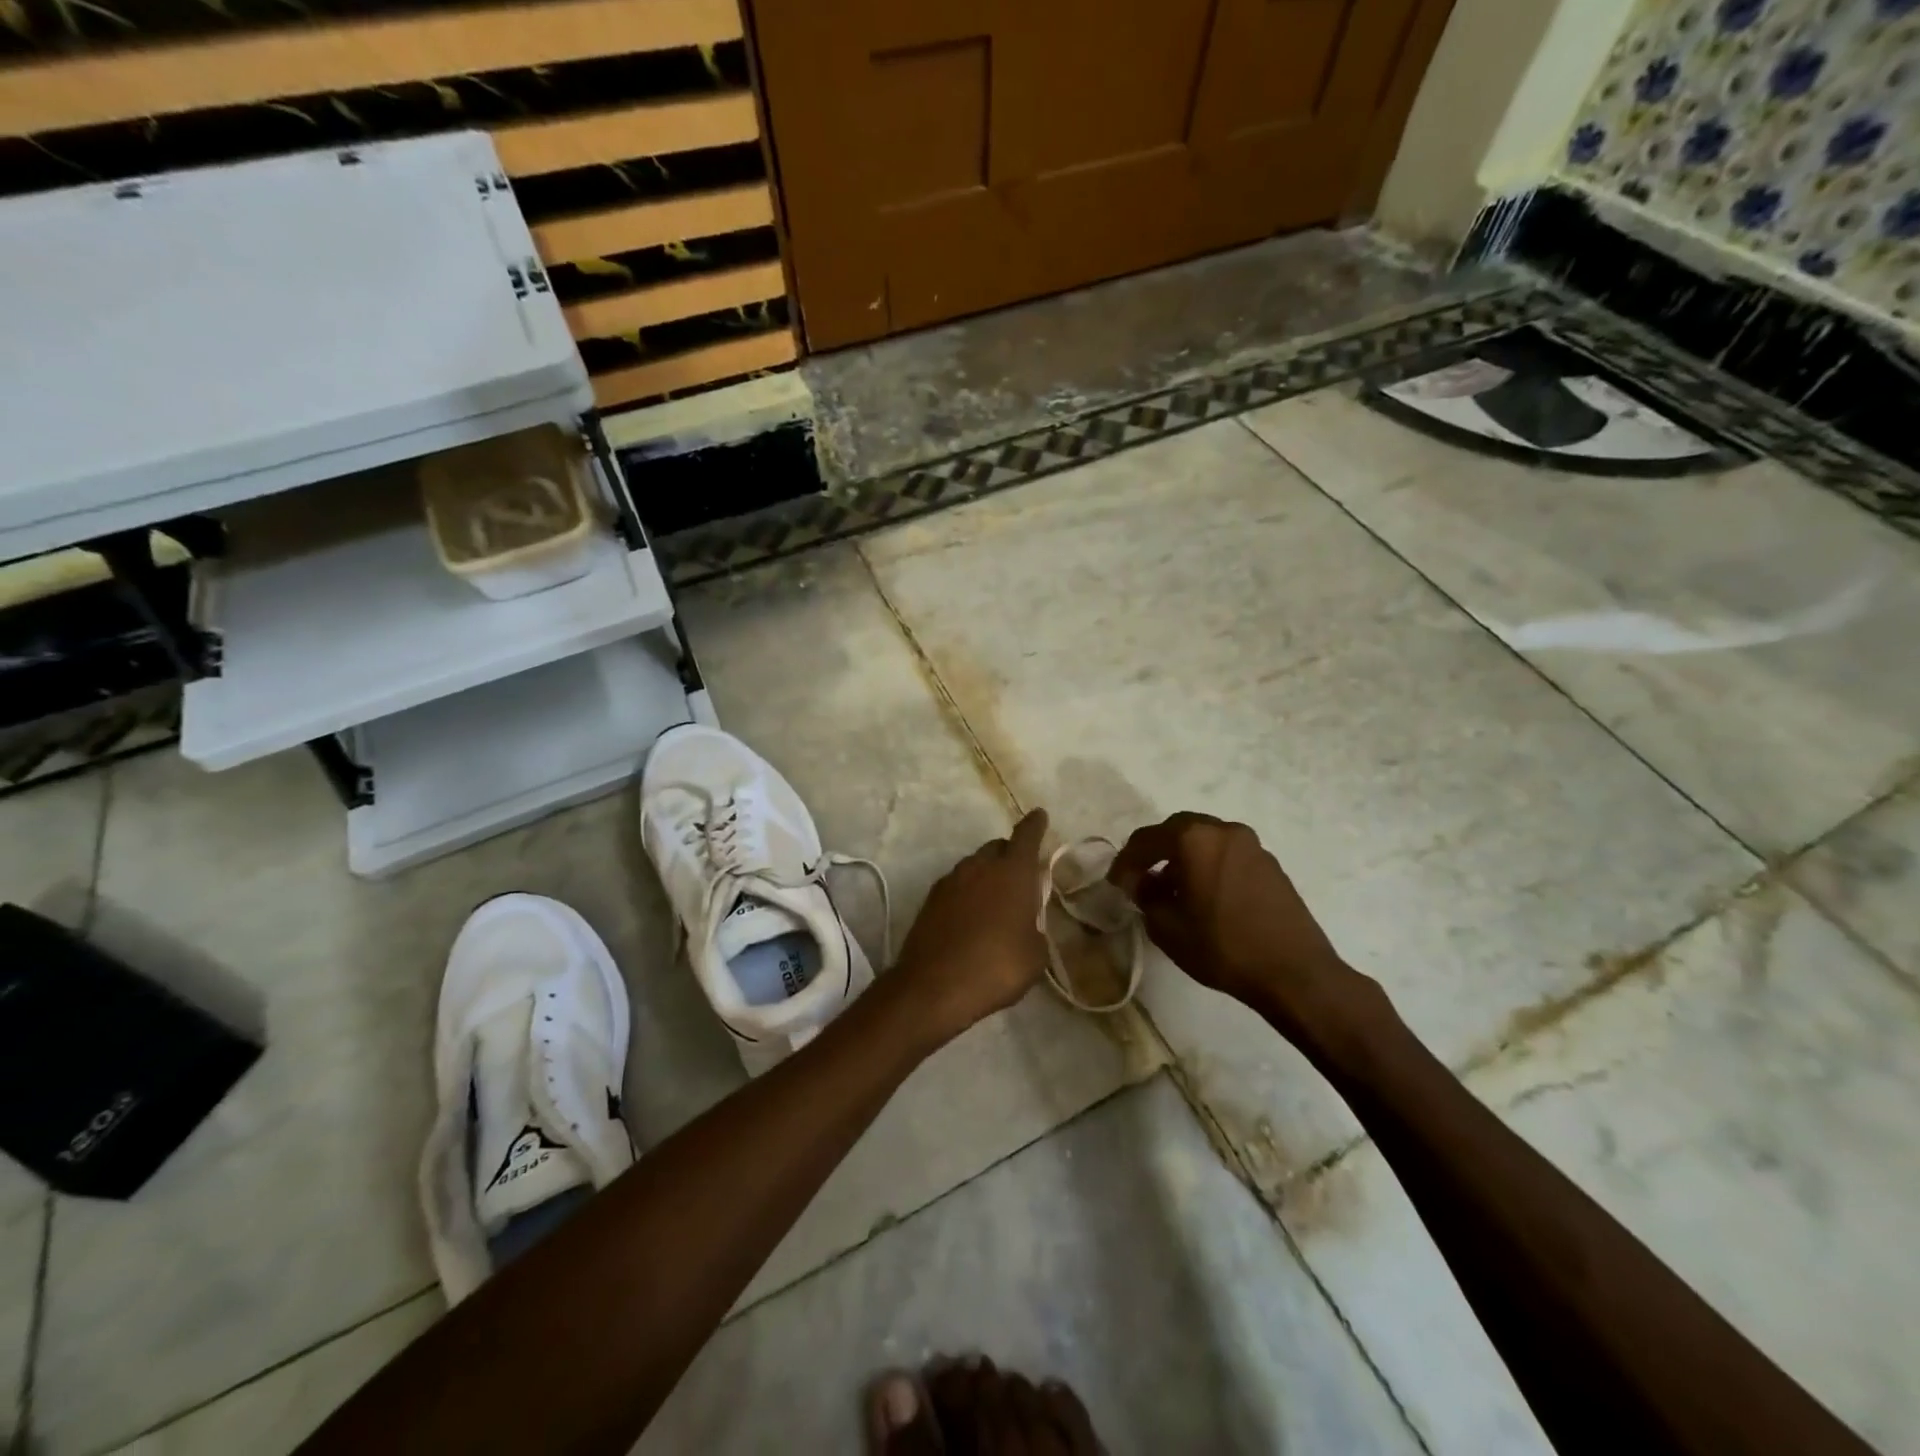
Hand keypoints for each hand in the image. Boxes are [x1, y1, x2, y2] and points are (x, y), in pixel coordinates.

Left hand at [892, 809, 1050, 1045]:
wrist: (934, 987)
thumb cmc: (996, 967)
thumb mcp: (1034, 955)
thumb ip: (1035, 929)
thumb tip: (1027, 925)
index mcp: (1012, 872)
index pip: (1026, 836)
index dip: (1035, 825)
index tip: (1039, 815)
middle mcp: (979, 866)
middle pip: (997, 848)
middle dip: (1010, 855)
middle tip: (1020, 877)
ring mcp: (950, 881)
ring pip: (974, 866)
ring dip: (986, 876)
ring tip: (995, 903)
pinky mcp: (930, 900)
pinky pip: (956, 886)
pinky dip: (967, 894)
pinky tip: (970, 918)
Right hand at [1108, 811, 1361, 1043]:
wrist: (1294, 973)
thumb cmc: (1223, 947)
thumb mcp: (1167, 927)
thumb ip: (1146, 897)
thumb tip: (1142, 883)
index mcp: (1195, 839)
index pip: (1146, 839)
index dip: (1125, 861)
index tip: (1116, 883)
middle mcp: (1224, 831)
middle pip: (1178, 830)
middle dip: (1155, 852)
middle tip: (1141, 878)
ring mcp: (1252, 845)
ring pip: (1205, 840)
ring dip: (1183, 858)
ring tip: (1172, 890)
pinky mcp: (1270, 864)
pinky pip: (1227, 854)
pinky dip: (1208, 865)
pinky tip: (1203, 896)